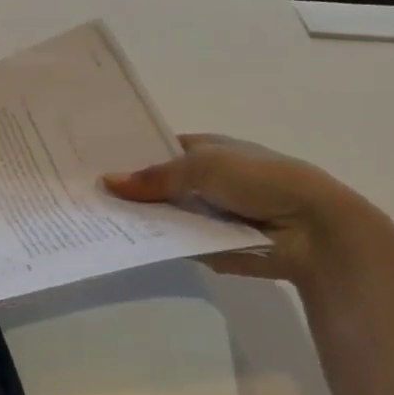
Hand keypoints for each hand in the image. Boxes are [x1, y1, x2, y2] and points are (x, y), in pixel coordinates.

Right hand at [104, 135, 393, 285]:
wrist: (312, 230)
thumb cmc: (261, 180)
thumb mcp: (203, 166)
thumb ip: (154, 177)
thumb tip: (107, 182)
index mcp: (205, 150)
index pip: (157, 150)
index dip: (128, 154)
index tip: (90, 162)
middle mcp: (203, 179)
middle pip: (155, 184)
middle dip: (127, 189)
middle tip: (82, 194)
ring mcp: (204, 213)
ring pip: (161, 214)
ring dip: (136, 217)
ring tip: (89, 219)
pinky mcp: (207, 244)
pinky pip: (173, 241)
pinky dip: (152, 242)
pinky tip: (116, 242)